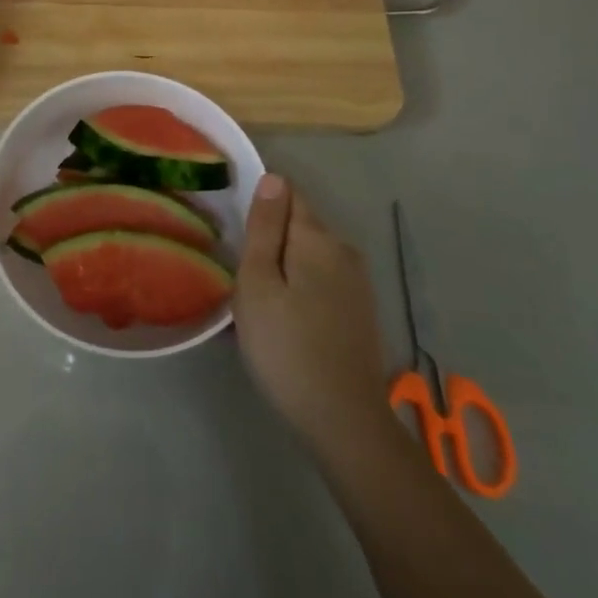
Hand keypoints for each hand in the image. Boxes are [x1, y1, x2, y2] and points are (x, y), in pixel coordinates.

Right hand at [234, 175, 393, 461]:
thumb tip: (273, 178)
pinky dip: (299, 288)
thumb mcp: (258, 283)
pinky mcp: (360, 310)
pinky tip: (284, 320)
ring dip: (283, 266)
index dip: (260, 205)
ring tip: (257, 301)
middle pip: (299, 225)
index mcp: (318, 238)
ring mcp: (357, 282)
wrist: (342, 419)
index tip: (237, 235)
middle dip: (270, 239)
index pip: (288, 194)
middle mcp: (344, 250)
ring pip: (309, 255)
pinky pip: (321, 280)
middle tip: (239, 275)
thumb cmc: (286, 346)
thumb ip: (264, 228)